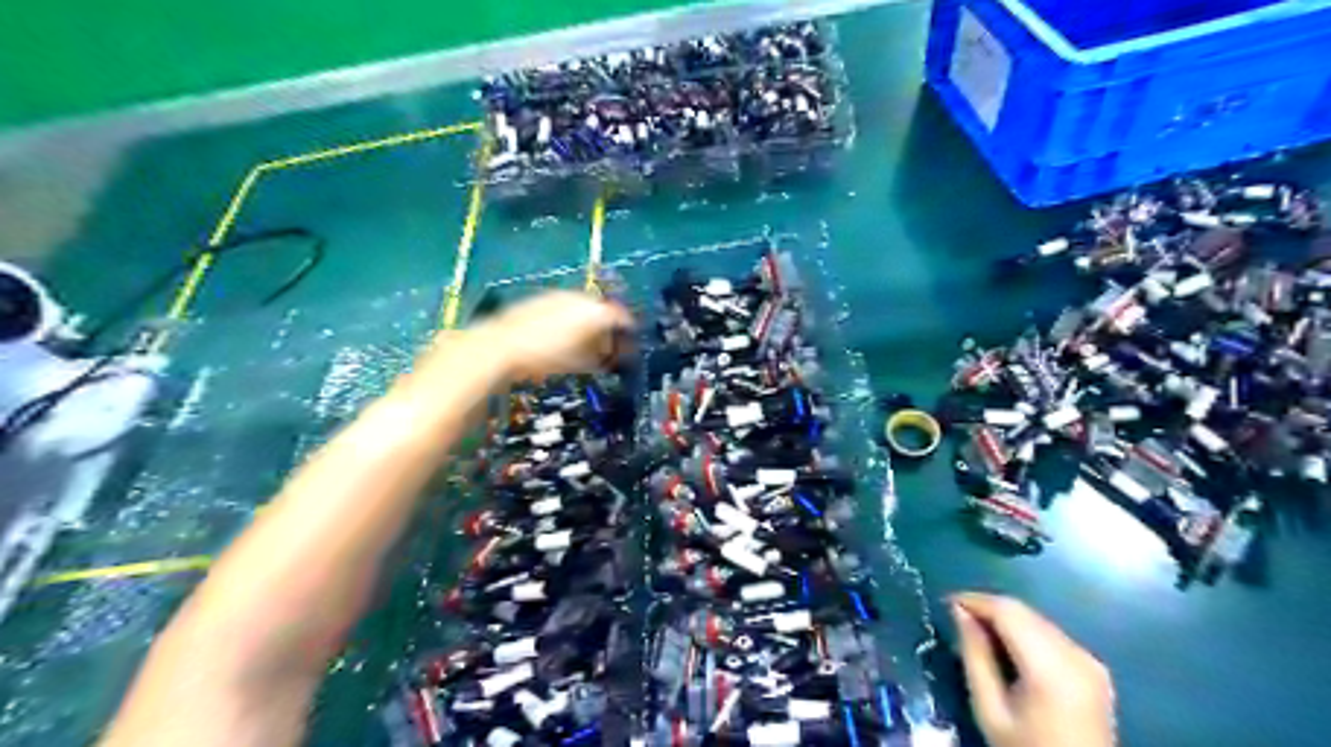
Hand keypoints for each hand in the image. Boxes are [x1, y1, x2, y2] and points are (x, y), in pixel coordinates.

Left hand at [447, 293, 631, 384]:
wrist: (501, 345)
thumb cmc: (545, 356)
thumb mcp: (582, 361)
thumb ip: (603, 354)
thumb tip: (613, 353)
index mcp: (595, 310)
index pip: (622, 317)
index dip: (628, 332)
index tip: (629, 346)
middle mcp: (579, 297)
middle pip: (602, 310)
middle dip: (606, 328)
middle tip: (608, 348)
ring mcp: (558, 296)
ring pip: (582, 308)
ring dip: (587, 324)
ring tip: (585, 345)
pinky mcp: (540, 299)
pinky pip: (564, 308)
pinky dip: (569, 321)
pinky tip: (561, 338)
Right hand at [951, 594, 1113, 745]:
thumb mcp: (989, 709)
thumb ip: (975, 655)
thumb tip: (958, 611)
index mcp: (1051, 667)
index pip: (1008, 611)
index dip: (975, 600)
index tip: (946, 603)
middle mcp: (1077, 654)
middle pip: (1024, 612)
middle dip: (988, 609)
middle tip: (958, 619)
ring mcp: (1090, 660)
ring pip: (1037, 620)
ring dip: (1006, 619)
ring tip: (978, 634)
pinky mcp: (1094, 668)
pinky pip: (1051, 634)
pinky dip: (1025, 633)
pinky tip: (1008, 648)